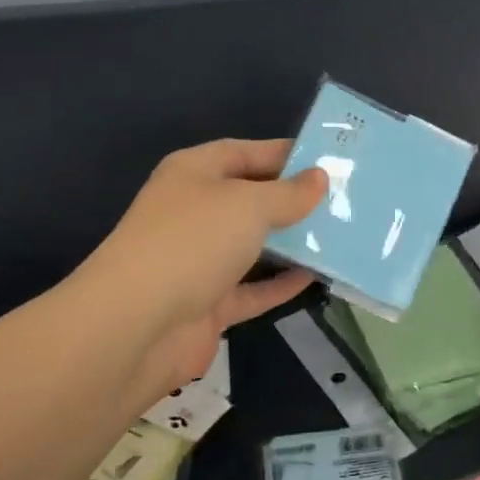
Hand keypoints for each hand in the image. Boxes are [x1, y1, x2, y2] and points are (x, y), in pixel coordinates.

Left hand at [76, 138, 326, 397]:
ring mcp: (199, 259)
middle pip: (251, 198)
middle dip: (294, 199)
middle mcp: (195, 211)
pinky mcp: (207, 303)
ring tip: (340, 236)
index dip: (285, 153)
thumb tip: (319, 179)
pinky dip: (281, 284)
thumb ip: (289, 193)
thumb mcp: (249, 204)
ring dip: (292, 243)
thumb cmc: (193, 242)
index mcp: (194, 173)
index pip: (245, 152)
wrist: (135, 327)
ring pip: (254, 244)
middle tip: (344, 200)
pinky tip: (317, 278)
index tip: (328, 160)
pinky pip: (253, 288)